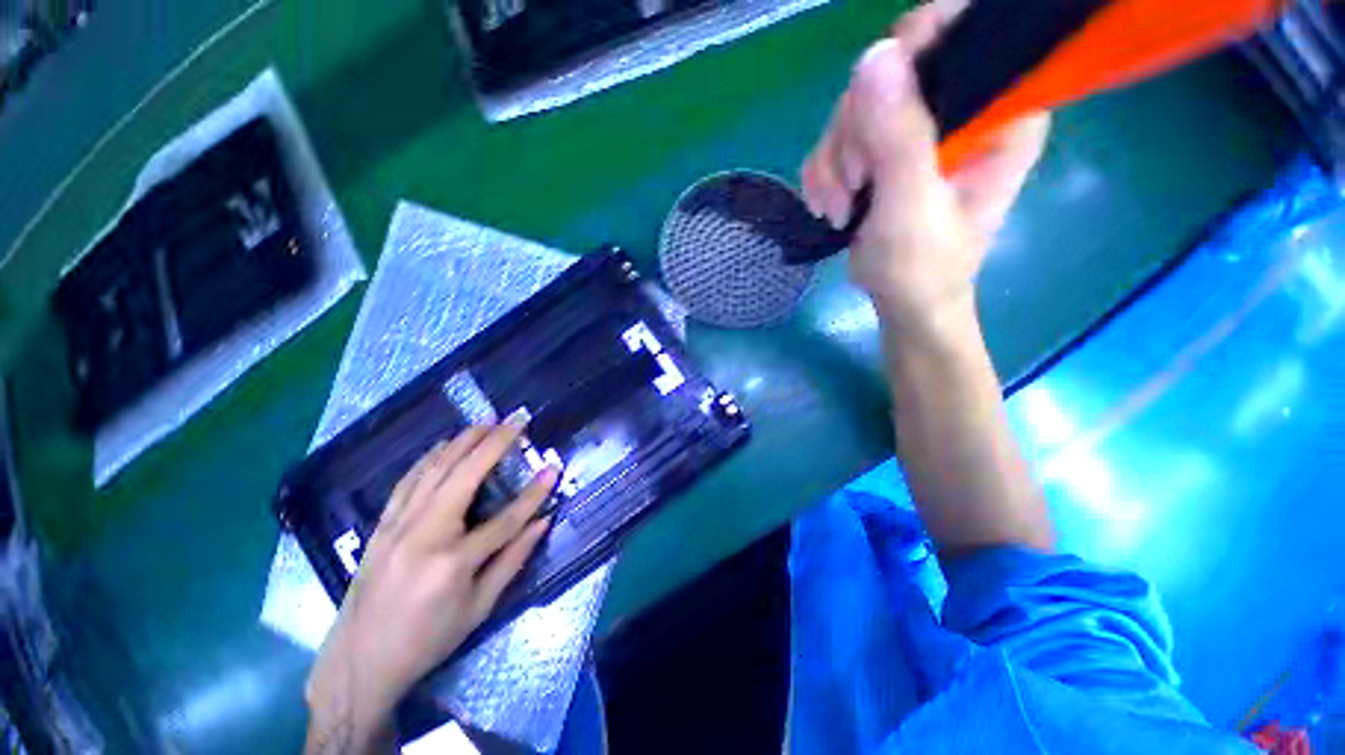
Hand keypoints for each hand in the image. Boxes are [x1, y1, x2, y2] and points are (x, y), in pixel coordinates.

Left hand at [304, 420, 557, 751]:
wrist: (359, 662)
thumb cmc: (427, 641)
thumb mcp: (478, 608)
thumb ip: (513, 560)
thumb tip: (542, 522)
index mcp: (453, 563)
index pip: (506, 519)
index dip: (534, 493)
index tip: (553, 468)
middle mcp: (424, 535)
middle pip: (465, 475)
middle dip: (494, 443)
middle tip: (515, 421)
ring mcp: (398, 526)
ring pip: (434, 470)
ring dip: (462, 442)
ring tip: (486, 423)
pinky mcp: (382, 525)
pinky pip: (408, 481)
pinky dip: (429, 458)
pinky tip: (443, 446)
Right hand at [800, 5, 1049, 329]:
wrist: (903, 302)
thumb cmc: (922, 267)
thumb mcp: (911, 207)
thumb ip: (899, 137)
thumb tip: (875, 56)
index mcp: (999, 110)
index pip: (963, 33)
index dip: (912, 52)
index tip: (871, 113)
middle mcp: (962, 107)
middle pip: (892, 71)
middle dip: (855, 133)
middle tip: (853, 187)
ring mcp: (918, 128)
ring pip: (856, 107)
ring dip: (834, 162)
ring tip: (838, 210)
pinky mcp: (885, 149)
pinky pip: (838, 137)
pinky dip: (824, 173)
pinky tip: (829, 206)